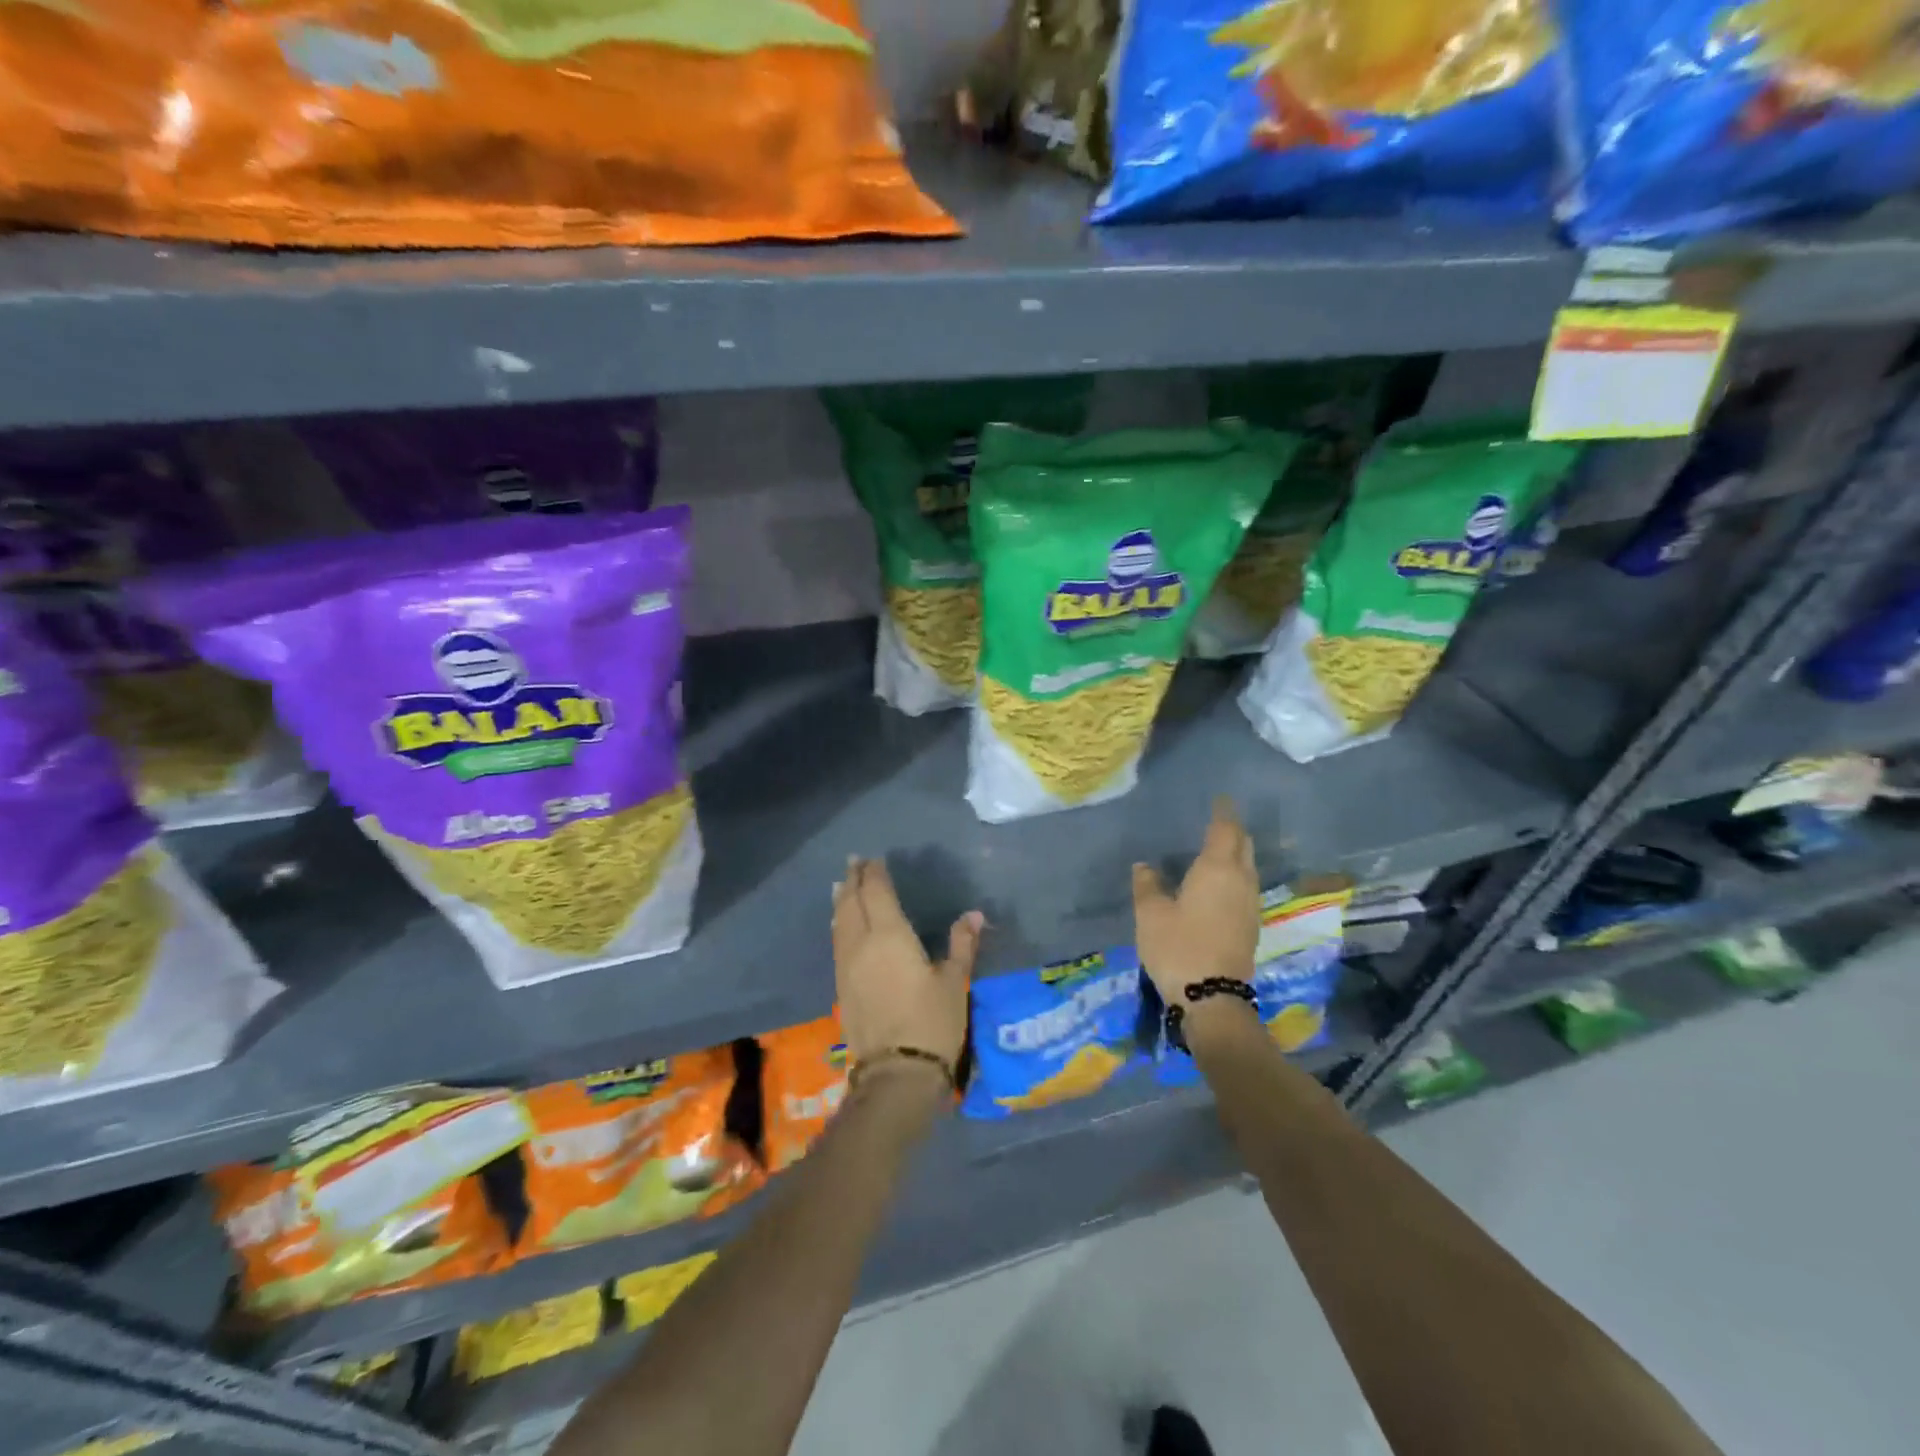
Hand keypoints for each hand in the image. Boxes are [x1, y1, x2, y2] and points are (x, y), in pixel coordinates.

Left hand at [832, 856, 980, 1083]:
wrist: (896, 1074)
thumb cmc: (932, 1022)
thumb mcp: (955, 981)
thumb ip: (962, 944)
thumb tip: (974, 915)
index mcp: (890, 935)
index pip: (876, 893)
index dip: (874, 874)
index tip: (874, 859)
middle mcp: (862, 943)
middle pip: (852, 903)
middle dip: (854, 881)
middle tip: (855, 862)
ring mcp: (847, 966)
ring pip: (839, 923)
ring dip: (842, 901)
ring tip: (843, 887)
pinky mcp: (841, 987)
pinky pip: (837, 943)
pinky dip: (839, 924)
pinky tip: (842, 926)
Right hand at [1132, 797, 1259, 1001]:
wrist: (1212, 998)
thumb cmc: (1178, 946)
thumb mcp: (1151, 914)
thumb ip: (1147, 885)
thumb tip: (1144, 866)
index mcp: (1217, 869)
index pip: (1225, 830)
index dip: (1223, 813)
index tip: (1221, 799)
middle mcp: (1240, 881)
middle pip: (1244, 846)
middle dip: (1234, 831)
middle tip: (1219, 822)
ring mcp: (1249, 905)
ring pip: (1248, 868)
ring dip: (1237, 854)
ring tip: (1218, 849)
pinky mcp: (1250, 926)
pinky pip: (1245, 887)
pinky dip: (1235, 876)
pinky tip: (1219, 884)